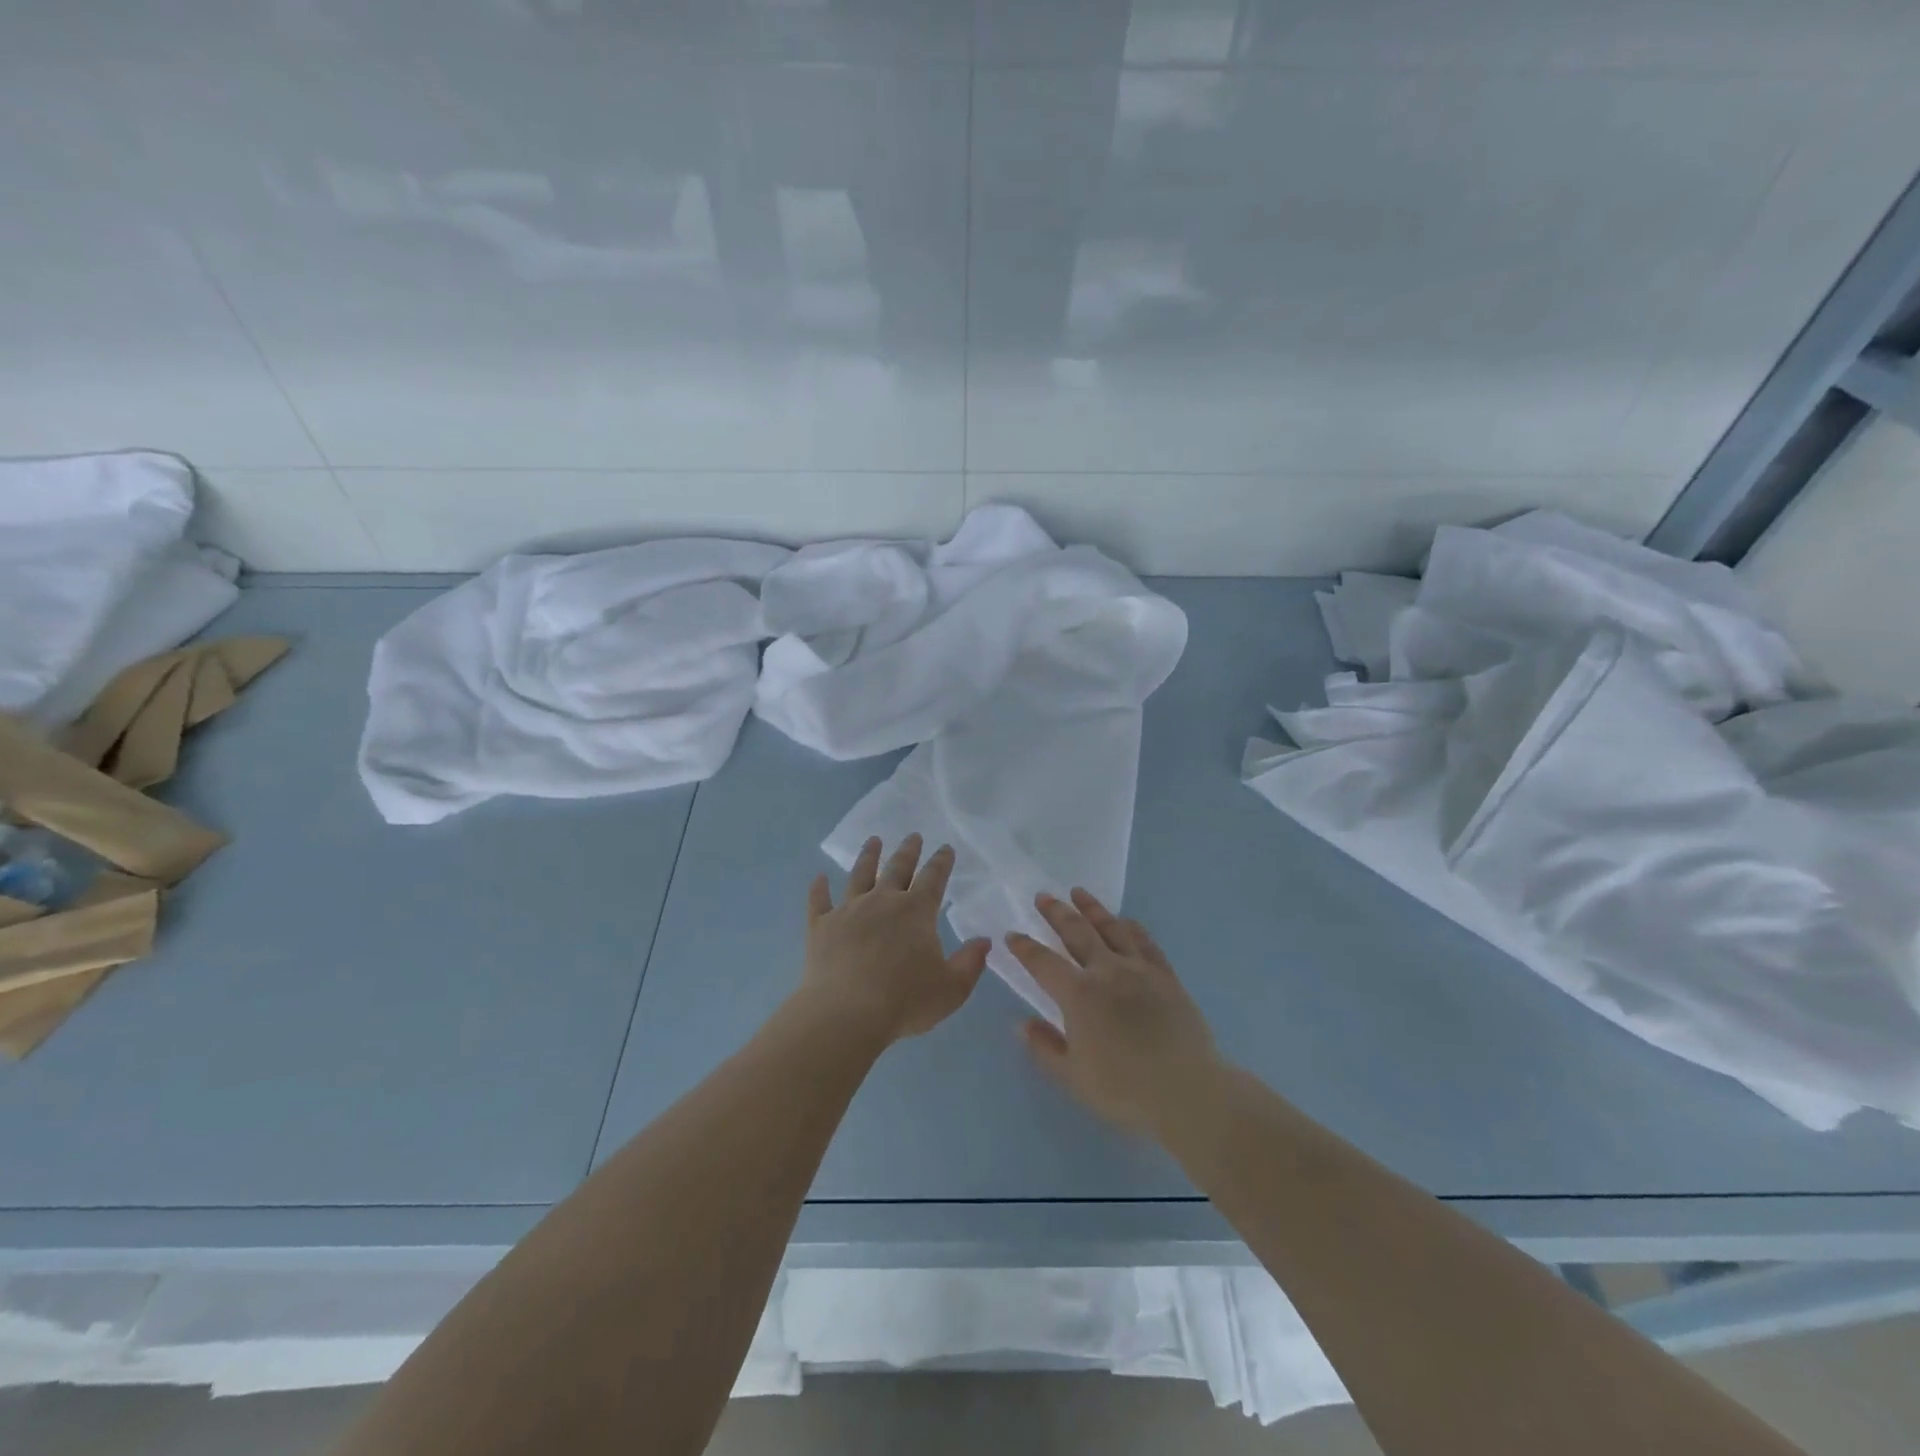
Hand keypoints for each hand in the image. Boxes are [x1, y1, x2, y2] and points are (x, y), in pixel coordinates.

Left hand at [802, 835, 991, 1046]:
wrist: (846, 1013)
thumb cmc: (905, 1001)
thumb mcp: (952, 988)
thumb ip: (970, 962)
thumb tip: (984, 941)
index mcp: (916, 911)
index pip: (933, 878)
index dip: (941, 862)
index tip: (946, 848)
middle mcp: (882, 901)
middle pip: (897, 869)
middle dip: (908, 851)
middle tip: (913, 835)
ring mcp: (849, 911)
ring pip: (859, 875)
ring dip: (868, 856)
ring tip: (873, 841)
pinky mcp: (821, 926)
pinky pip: (819, 901)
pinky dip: (819, 888)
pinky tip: (819, 877)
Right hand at [1006, 889, 1222, 1140]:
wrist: (1188, 1091)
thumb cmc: (1125, 1090)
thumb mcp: (1073, 1077)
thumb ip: (1044, 1047)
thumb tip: (1021, 1023)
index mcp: (1079, 995)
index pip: (1043, 963)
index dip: (1025, 948)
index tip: (1012, 935)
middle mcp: (1106, 972)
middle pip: (1077, 933)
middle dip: (1056, 913)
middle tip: (1043, 896)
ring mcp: (1139, 970)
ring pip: (1111, 929)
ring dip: (1092, 908)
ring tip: (1078, 892)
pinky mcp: (1166, 976)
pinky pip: (1146, 943)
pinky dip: (1132, 927)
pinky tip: (1126, 920)